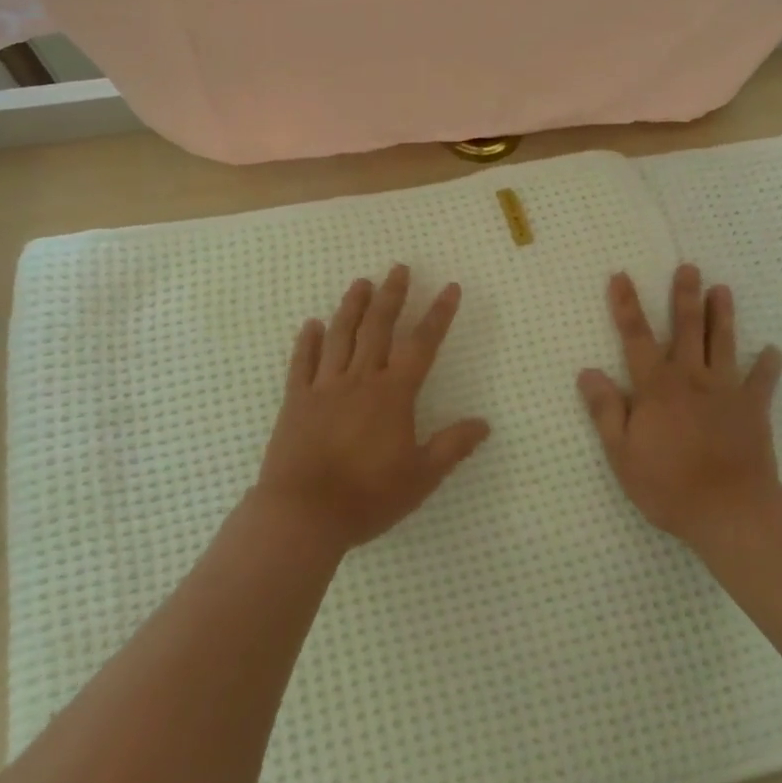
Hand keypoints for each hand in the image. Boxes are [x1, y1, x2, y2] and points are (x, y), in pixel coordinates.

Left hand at [255, 264, 489, 555]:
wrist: (303, 514)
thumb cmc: (367, 496)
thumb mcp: (421, 477)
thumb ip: (452, 446)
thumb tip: (484, 424)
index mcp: (393, 393)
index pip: (422, 344)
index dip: (438, 314)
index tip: (450, 288)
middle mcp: (361, 379)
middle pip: (378, 327)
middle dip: (392, 295)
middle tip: (399, 268)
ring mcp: (325, 386)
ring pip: (340, 335)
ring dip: (352, 306)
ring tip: (360, 282)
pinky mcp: (296, 400)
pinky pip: (302, 362)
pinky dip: (307, 341)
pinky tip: (310, 325)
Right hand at [578, 264, 781, 544]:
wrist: (730, 511)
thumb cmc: (668, 484)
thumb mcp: (622, 453)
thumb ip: (606, 410)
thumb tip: (588, 372)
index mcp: (656, 386)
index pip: (635, 336)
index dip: (626, 305)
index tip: (621, 276)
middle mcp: (690, 378)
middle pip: (687, 328)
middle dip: (685, 296)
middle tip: (690, 267)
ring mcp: (725, 391)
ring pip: (724, 343)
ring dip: (722, 315)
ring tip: (723, 289)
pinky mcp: (753, 410)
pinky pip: (762, 382)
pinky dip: (768, 365)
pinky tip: (773, 351)